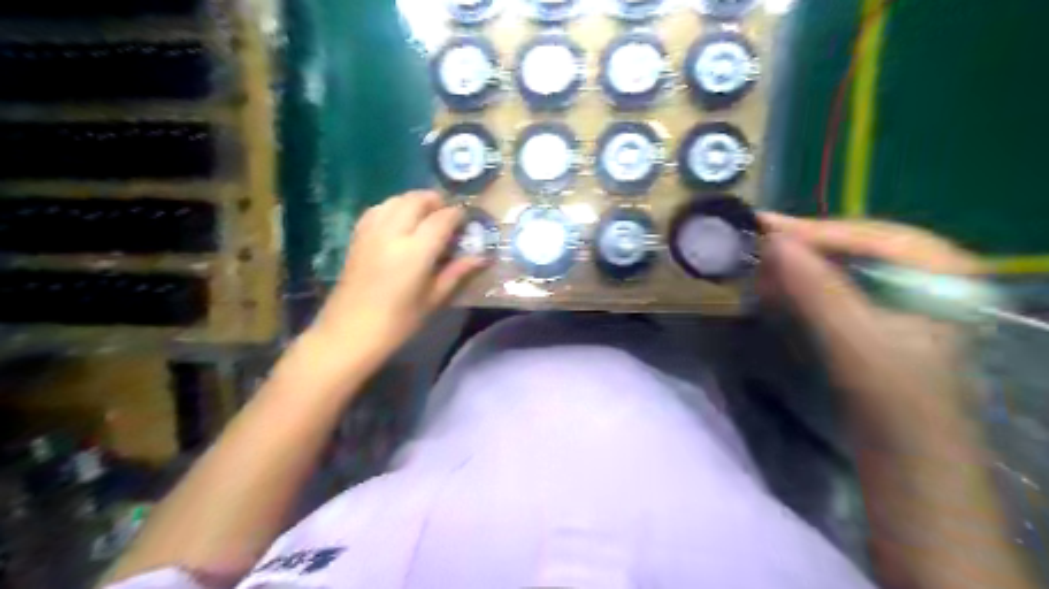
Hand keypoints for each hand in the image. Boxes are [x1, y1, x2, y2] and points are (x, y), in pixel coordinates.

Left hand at [309, 190, 486, 359]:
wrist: (349, 332)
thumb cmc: (397, 322)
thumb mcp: (433, 299)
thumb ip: (457, 272)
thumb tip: (482, 257)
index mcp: (415, 251)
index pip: (442, 218)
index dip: (458, 215)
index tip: (468, 220)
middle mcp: (392, 233)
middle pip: (417, 200)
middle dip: (436, 202)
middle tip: (448, 216)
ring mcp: (371, 231)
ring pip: (396, 200)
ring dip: (414, 202)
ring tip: (425, 217)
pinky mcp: (357, 236)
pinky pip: (378, 209)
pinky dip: (393, 208)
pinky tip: (400, 222)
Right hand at [760, 213, 988, 438]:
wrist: (907, 451)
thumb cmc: (894, 397)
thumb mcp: (855, 340)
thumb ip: (816, 288)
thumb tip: (772, 242)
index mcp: (941, 268)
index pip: (866, 234)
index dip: (810, 229)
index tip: (760, 224)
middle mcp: (925, 269)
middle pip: (851, 243)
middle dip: (801, 246)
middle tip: (753, 240)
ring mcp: (902, 289)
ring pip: (840, 262)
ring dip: (797, 264)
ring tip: (756, 260)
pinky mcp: (879, 310)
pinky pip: (835, 283)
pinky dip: (802, 283)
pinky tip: (774, 284)